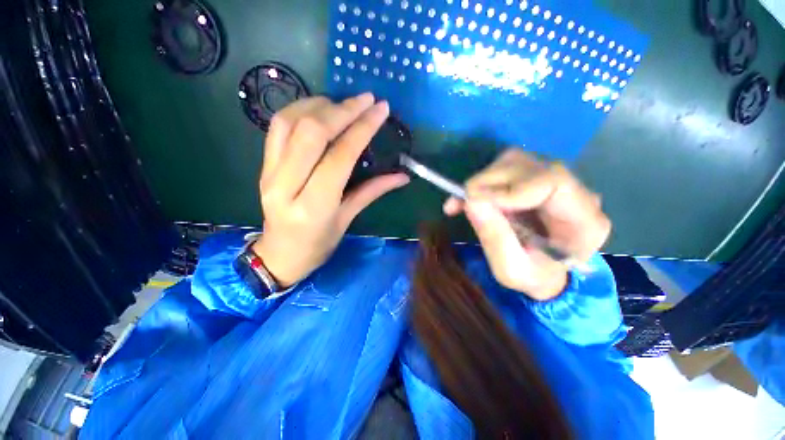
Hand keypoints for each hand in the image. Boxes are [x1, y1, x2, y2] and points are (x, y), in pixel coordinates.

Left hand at [252, 93, 409, 287]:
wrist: (279, 254)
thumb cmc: (318, 245)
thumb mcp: (347, 220)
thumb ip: (372, 192)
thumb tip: (402, 176)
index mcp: (314, 206)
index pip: (340, 156)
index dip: (362, 129)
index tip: (380, 110)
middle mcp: (286, 185)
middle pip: (312, 133)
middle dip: (343, 109)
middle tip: (367, 100)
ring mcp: (269, 172)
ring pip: (290, 122)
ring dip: (320, 105)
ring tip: (344, 104)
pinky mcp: (262, 165)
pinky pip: (278, 127)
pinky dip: (300, 110)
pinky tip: (320, 109)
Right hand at [444, 149, 610, 300]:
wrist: (543, 272)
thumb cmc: (532, 277)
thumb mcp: (511, 270)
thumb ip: (495, 239)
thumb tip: (471, 201)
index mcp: (584, 221)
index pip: (552, 182)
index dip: (509, 188)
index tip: (473, 202)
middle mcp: (576, 193)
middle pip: (529, 166)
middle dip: (487, 182)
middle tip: (459, 202)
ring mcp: (554, 182)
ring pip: (515, 161)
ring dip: (482, 181)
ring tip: (462, 203)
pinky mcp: (535, 178)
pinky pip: (506, 168)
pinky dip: (482, 181)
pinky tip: (468, 199)